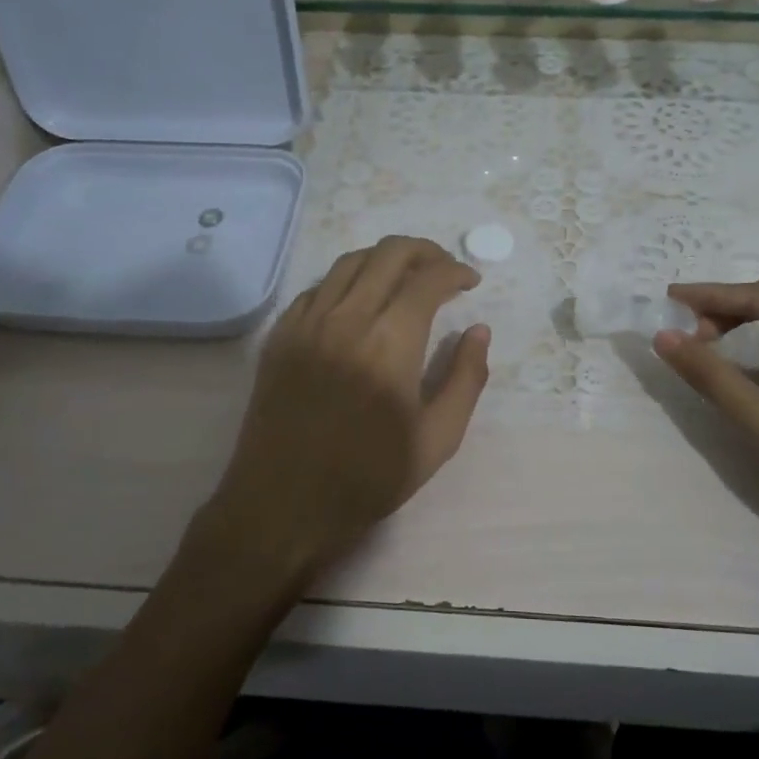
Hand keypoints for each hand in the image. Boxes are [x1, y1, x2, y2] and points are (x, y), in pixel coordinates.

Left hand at [183, 236, 491, 607]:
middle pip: (388, 253)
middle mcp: (347, 318)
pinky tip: (359, 302)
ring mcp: (307, 323)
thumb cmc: (367, 479)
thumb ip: (465, 379)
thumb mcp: (437, 440)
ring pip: (350, 262)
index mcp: (390, 343)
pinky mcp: (280, 335)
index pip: (428, 279)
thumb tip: (478, 331)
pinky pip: (318, 287)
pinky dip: (348, 281)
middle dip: (425, 251)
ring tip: (405, 278)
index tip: (471, 282)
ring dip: (385, 259)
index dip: (456, 271)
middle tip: (443, 270)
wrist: (281, 506)